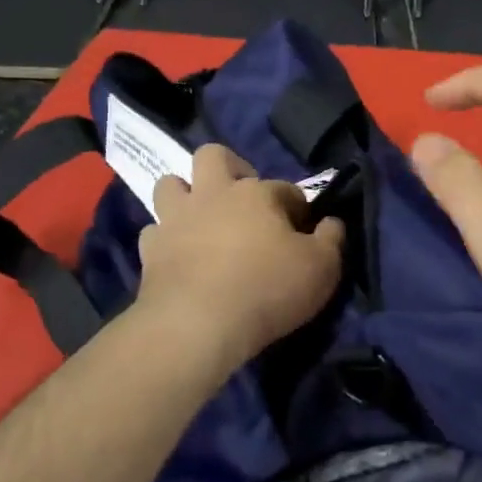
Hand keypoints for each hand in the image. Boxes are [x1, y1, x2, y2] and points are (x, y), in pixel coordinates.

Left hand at [136, 144, 345, 369]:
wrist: (198, 326)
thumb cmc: (267, 290)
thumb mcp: (322, 268)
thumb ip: (331, 239)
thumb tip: (331, 223)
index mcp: (256, 193)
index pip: (285, 188)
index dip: (297, 208)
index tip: (304, 232)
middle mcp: (212, 193)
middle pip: (213, 156)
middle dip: (229, 168)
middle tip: (243, 199)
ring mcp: (175, 220)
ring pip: (170, 184)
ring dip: (185, 195)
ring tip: (202, 220)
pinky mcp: (149, 250)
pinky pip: (154, 232)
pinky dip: (166, 239)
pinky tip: (179, 255)